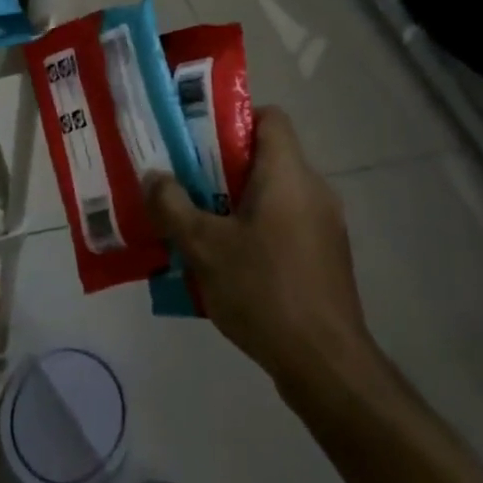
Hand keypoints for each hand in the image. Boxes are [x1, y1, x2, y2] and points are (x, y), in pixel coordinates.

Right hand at [144, 108, 374, 392]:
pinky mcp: (328, 257)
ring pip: (277, 194)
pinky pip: (288, 225)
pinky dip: (261, 230)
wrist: (326, 365)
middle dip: (226, 167)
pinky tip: (232, 265)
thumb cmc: (264, 290)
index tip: (201, 142)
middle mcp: (314, 188)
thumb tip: (153, 177)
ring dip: (240, 203)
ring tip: (203, 227)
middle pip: (268, 156)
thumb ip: (173, 206)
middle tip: (189, 185)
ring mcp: (326, 224)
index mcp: (288, 172)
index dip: (235, 119)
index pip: (270, 116)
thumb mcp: (205, 247)